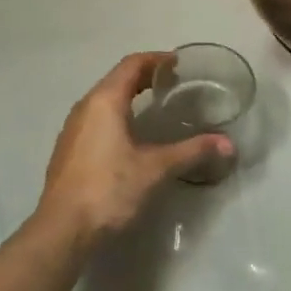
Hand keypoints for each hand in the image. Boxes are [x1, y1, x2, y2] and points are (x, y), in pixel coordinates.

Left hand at [36, 53, 229, 243]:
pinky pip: (96, 118)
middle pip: (117, 79)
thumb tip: (228, 143)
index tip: (178, 62)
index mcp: (104, 101)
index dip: (156, 59)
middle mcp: (85, 107)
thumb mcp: (155, 169)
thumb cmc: (109, 189)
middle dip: (144, 76)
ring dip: (128, 95)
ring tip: (154, 104)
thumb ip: (191, 151)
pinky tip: (130, 135)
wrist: (62, 230)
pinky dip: (116, 114)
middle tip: (172, 82)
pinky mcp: (68, 150)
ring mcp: (73, 129)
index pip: (131, 65)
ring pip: (104, 99)